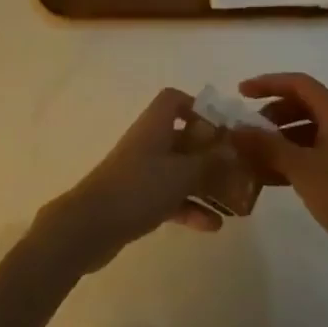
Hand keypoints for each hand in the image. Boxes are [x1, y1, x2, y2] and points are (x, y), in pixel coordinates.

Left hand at [34, 88, 232, 275]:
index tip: (220, 128)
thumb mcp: (181, 174)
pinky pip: (170, 197)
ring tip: (233, 202)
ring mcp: (142, 172)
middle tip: (237, 169)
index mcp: (155, 125)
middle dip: (210, 153)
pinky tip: (213, 226)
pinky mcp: (137, 199)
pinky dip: (190, 208)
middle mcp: (148, 143)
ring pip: (179, 171)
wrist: (90, 226)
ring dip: (204, 184)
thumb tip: (231, 149)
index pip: (174, 100)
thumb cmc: (138, 188)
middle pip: (182, 138)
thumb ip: (209, 162)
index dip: (197, 107)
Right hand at [230, 73, 327, 273]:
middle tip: (248, 131)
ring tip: (254, 157)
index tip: (241, 93)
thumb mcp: (301, 168)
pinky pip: (314, 152)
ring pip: (307, 131)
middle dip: (272, 114)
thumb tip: (236, 130)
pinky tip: (271, 177)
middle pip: (302, 105)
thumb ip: (267, 145)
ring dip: (279, 139)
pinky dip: (292, 158)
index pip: (298, 83)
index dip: (268, 83)